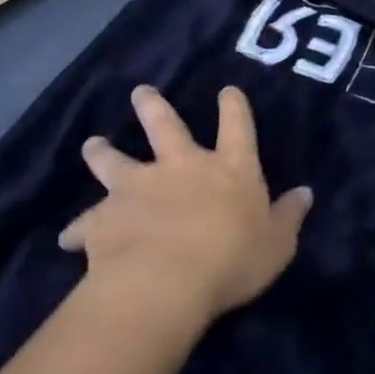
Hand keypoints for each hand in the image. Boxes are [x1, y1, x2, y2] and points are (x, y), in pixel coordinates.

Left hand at [62, 86, 312, 325]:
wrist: (165, 283)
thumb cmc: (232, 260)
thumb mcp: (277, 243)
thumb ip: (289, 216)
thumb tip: (306, 192)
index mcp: (229, 168)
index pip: (237, 126)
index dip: (234, 106)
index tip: (227, 90)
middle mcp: (182, 166)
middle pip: (165, 126)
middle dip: (153, 107)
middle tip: (141, 92)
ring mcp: (139, 188)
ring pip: (115, 161)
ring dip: (103, 152)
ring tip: (93, 143)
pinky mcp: (104, 218)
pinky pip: (85, 222)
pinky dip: (78, 229)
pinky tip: (68, 238)